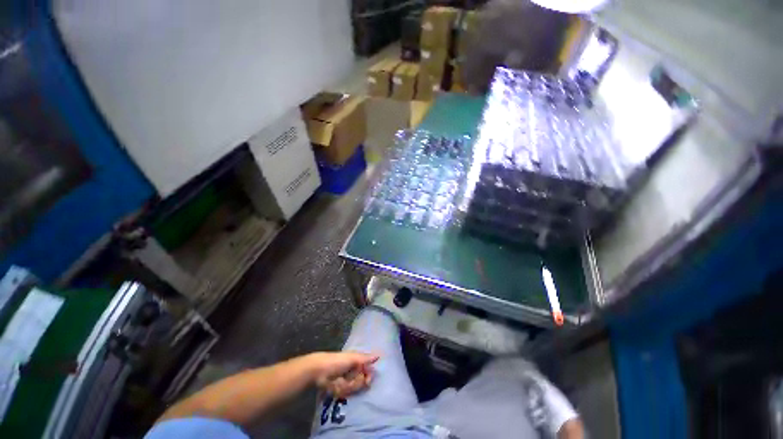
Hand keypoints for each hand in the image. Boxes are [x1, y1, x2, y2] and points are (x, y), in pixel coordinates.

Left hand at [308, 352, 378, 397]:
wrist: (320, 371)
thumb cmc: (337, 361)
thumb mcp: (353, 358)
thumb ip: (366, 359)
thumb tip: (378, 355)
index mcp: (357, 362)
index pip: (368, 370)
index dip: (369, 376)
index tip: (368, 380)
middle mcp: (354, 371)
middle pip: (362, 382)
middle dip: (357, 382)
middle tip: (350, 379)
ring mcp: (347, 381)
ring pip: (355, 388)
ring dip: (348, 386)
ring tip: (341, 381)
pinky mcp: (341, 389)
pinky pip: (347, 393)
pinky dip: (342, 390)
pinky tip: (337, 386)